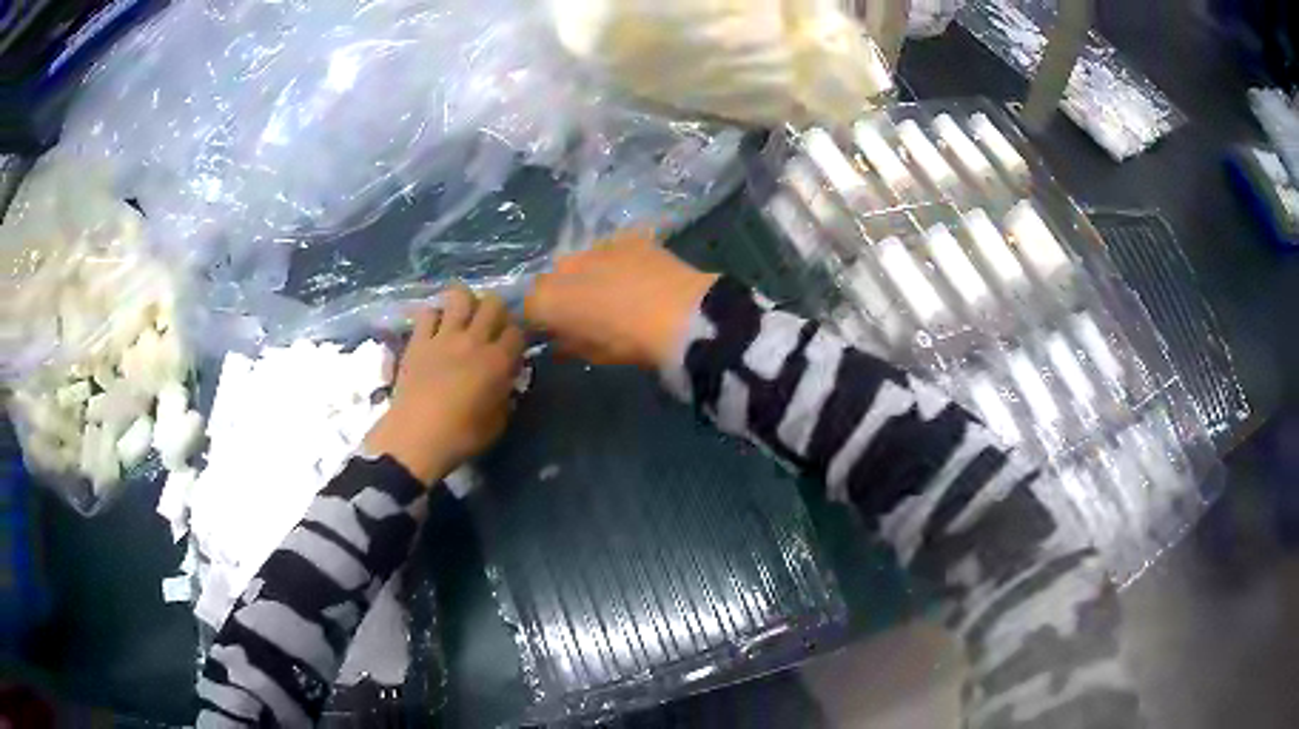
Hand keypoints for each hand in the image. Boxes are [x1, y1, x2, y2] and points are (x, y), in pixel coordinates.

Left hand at [364, 286, 523, 485]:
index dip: (518, 337)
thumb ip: (505, 397)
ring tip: (464, 319)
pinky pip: (428, 313)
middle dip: (497, 312)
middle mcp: (474, 341)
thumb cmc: (460, 437)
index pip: (518, 332)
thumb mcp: (497, 424)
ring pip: (460, 296)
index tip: (513, 348)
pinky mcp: (418, 340)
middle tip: (491, 328)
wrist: (415, 439)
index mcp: (497, 362)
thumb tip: (505, 383)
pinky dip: (435, 316)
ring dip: (466, 303)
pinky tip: (436, 329)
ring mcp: (443, 337)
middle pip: (493, 304)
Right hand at [524, 230, 717, 368]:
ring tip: (612, 290)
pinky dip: (615, 259)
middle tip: (584, 310)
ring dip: (587, 272)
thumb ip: (568, 344)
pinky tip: (634, 273)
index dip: (541, 319)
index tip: (556, 331)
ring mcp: (594, 246)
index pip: (528, 307)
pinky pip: (610, 248)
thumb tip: (560, 341)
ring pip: (579, 259)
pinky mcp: (625, 236)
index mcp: (547, 301)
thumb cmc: (630, 344)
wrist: (680, 314)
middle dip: (561, 292)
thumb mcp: (593, 354)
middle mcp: (562, 267)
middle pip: (551, 278)